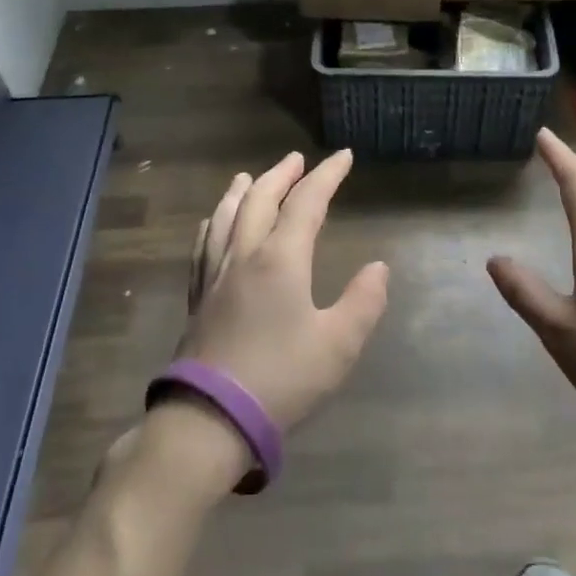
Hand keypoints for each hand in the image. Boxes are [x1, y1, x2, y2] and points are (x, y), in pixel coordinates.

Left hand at [174, 149, 388, 433]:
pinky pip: (204, 245)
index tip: (343, 156)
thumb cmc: (281, 379)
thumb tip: (378, 268)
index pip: (307, 202)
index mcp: (281, 259)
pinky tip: (212, 223)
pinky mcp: (197, 298)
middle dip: (281, 175)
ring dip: (242, 191)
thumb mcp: (338, 345)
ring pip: (226, 217)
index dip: (327, 176)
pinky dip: (213, 223)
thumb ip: (363, 302)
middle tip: (296, 160)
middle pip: (260, 199)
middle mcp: (244, 255)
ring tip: (248, 176)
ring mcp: (215, 275)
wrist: (210, 418)